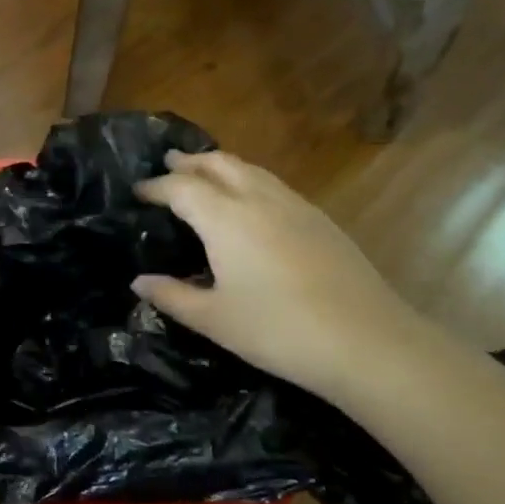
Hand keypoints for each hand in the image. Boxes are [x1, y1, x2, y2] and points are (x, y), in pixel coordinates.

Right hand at [132, 151, 428, 403]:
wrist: (367, 341)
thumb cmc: (278, 330)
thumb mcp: (214, 320)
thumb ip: (172, 296)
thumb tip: (139, 282)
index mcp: (225, 218)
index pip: (181, 187)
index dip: (156, 186)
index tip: (138, 191)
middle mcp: (258, 199)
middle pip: (219, 164)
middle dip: (190, 162)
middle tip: (169, 164)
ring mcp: (295, 206)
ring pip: (251, 170)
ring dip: (222, 167)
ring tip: (205, 175)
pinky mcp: (320, 220)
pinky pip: (274, 185)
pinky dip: (250, 182)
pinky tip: (252, 205)